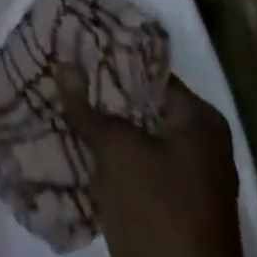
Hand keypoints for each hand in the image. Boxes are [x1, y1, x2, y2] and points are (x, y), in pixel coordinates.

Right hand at [59, 66, 242, 256]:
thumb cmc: (158, 212)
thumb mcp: (116, 150)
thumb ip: (87, 106)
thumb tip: (64, 63)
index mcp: (200, 121)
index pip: (147, 70)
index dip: (107, 56)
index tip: (71, 43)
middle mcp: (199, 145)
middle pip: (139, 104)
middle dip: (99, 92)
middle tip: (58, 69)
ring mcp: (185, 181)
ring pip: (132, 138)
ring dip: (98, 126)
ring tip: (56, 98)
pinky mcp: (167, 210)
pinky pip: (131, 169)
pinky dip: (105, 158)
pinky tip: (69, 139)